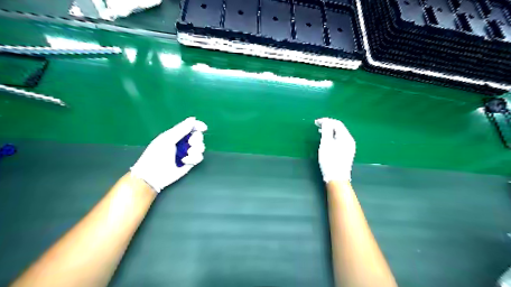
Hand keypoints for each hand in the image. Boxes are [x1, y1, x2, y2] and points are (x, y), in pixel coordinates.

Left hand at [130, 117, 207, 192]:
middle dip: (196, 139)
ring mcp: (187, 153)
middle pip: (198, 136)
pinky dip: (194, 158)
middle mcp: (183, 143)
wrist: (154, 175)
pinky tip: (185, 161)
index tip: (203, 128)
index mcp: (176, 135)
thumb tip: (193, 119)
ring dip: (195, 150)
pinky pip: (199, 157)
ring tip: (187, 154)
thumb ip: (181, 129)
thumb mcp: (168, 139)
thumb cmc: (157, 155)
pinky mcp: (190, 162)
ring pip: (200, 147)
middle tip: (190, 143)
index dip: (198, 126)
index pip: (190, 127)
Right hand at [316, 117, 355, 180]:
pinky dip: (332, 137)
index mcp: (346, 137)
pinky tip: (327, 141)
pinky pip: (339, 140)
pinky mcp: (347, 152)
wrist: (336, 178)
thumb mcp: (326, 143)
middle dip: (328, 125)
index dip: (326, 121)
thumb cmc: (330, 160)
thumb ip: (326, 130)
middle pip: (339, 128)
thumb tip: (326, 121)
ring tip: (320, 132)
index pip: (337, 123)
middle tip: (317, 126)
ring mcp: (349, 147)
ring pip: (339, 134)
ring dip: (330, 131)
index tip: (316, 122)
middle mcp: (350, 140)